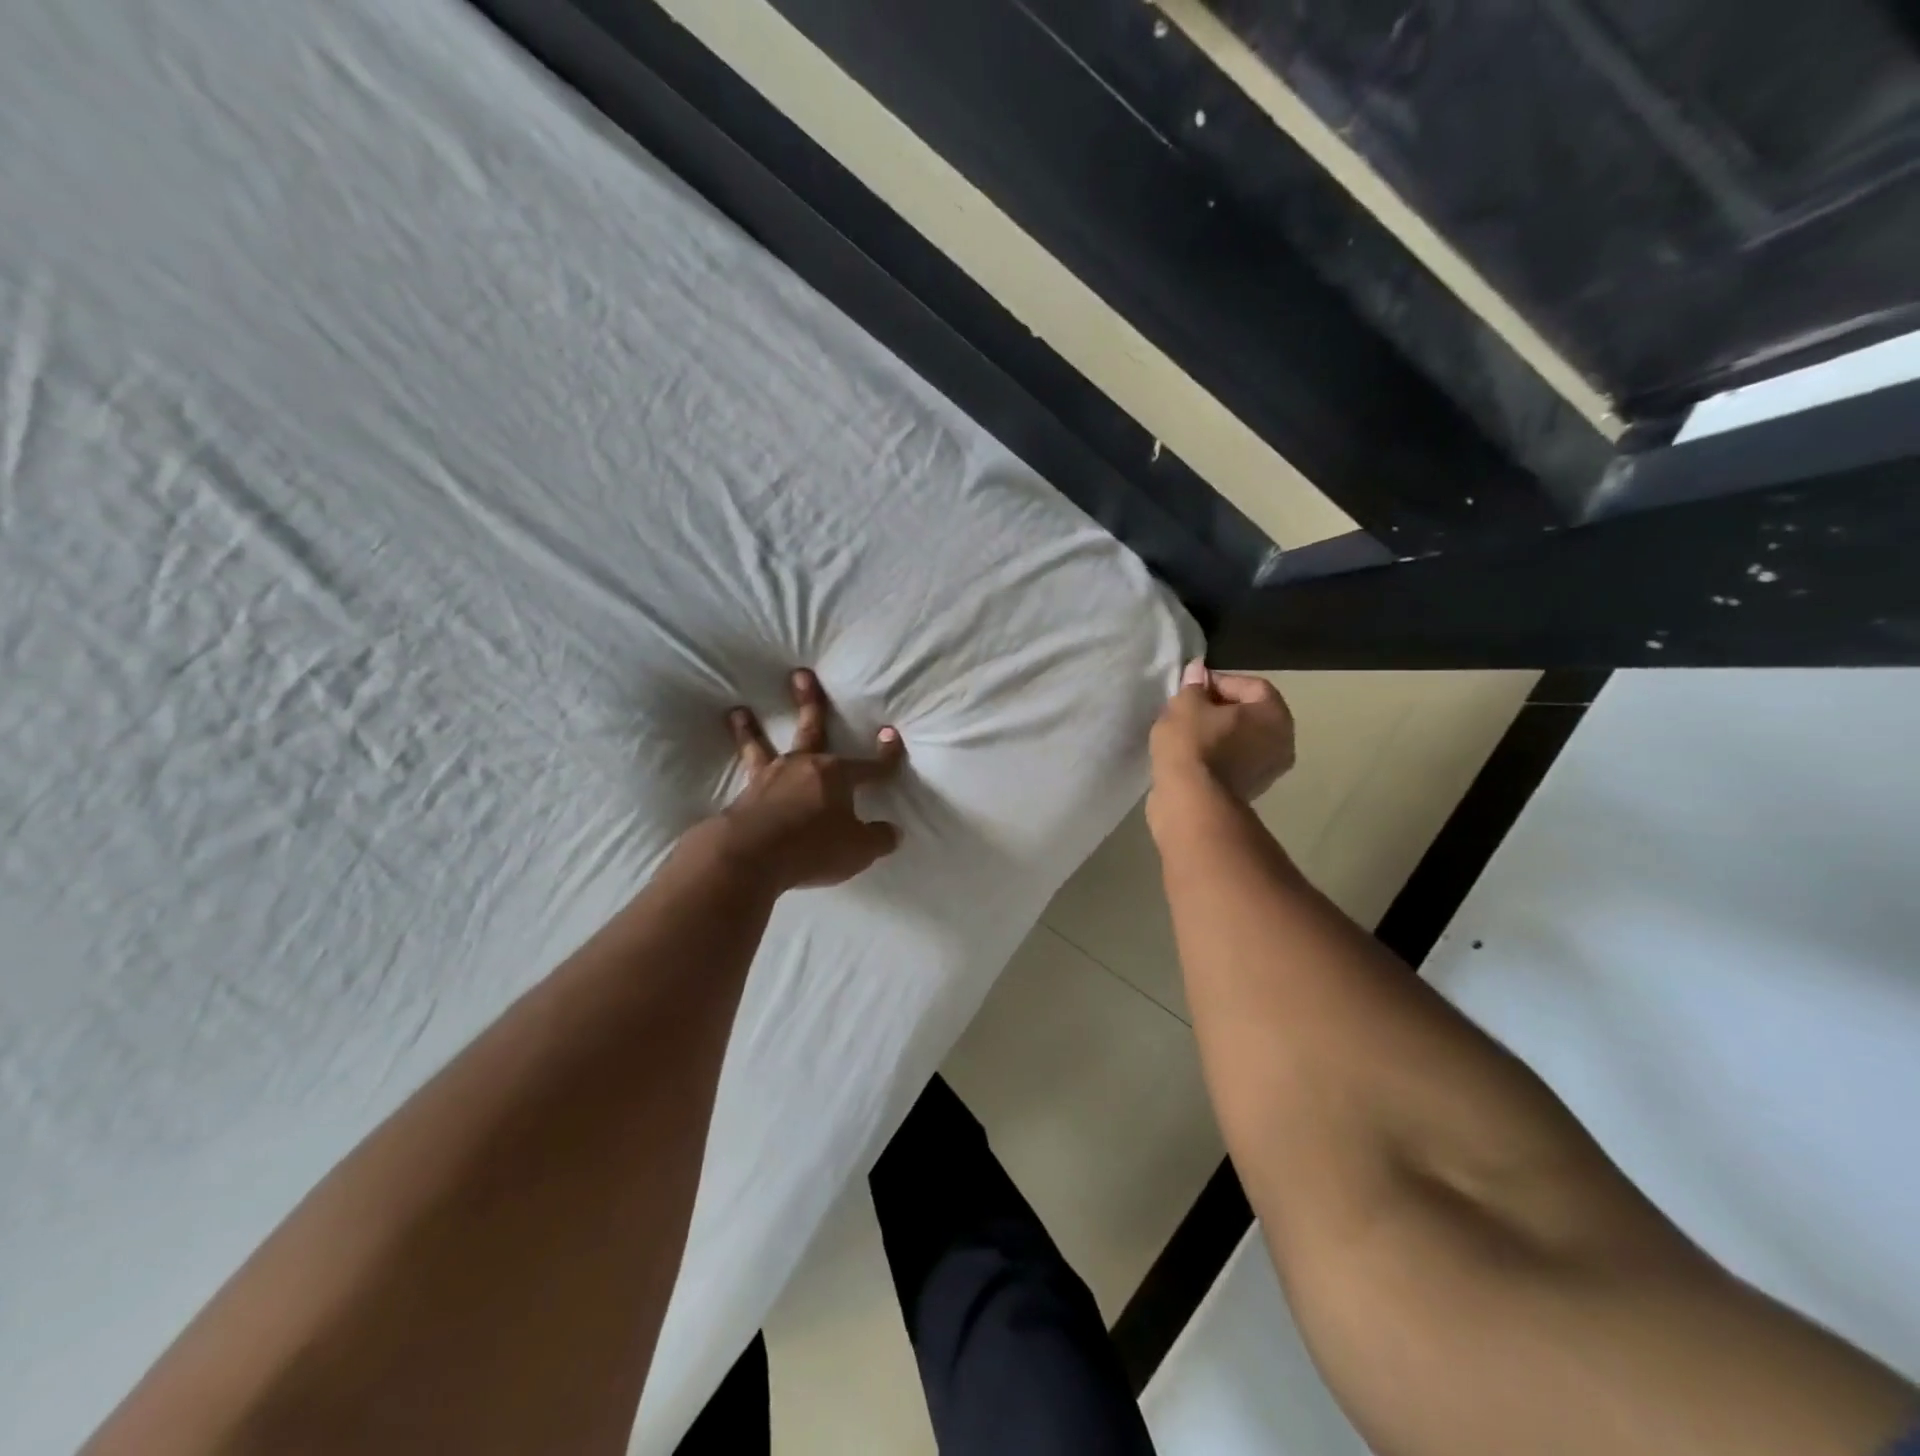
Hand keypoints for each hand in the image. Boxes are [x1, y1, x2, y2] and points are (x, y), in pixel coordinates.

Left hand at [719, 669, 904, 891]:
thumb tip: (893, 831)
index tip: (890, 733)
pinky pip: (744, 773)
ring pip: (761, 746)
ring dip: (750, 729)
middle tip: (800, 675)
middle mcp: (803, 767)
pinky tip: (737, 769)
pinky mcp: (745, 795)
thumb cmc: (813, 847)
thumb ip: (878, 838)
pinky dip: (738, 764)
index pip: (870, 766)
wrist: (751, 854)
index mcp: (836, 775)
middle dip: (809, 701)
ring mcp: (770, 778)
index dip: (885, 755)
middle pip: (811, 729)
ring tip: (738, 711)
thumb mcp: (858, 850)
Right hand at [1150, 659, 1294, 801]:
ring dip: (1217, 733)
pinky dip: (1216, 754)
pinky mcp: (1249, 791)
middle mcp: (1282, 741)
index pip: (1250, 685)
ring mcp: (1269, 770)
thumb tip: (1197, 671)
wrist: (1191, 802)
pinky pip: (1233, 761)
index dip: (1218, 682)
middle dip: (1218, 708)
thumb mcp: (1185, 705)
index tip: (1190, 688)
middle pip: (1249, 713)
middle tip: (1187, 708)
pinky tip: (1190, 755)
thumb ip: (1193, 685)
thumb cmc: (1194, 744)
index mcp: (1275, 714)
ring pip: (1241, 739)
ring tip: (1185, 732)